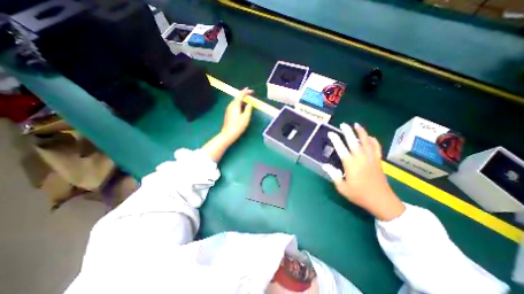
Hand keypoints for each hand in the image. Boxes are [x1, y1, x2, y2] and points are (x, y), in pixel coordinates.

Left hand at [220, 87, 254, 142]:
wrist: (229, 133)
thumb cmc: (239, 125)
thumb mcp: (246, 116)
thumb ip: (249, 108)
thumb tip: (251, 102)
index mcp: (235, 104)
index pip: (241, 94)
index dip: (246, 91)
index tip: (252, 91)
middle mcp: (231, 105)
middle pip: (237, 97)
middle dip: (244, 94)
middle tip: (250, 94)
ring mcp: (229, 109)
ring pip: (236, 101)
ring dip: (242, 99)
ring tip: (248, 100)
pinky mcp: (229, 112)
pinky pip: (234, 105)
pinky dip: (239, 103)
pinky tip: (242, 107)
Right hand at [324, 122, 404, 220]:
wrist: (381, 201)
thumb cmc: (359, 195)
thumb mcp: (342, 187)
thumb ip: (333, 175)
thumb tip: (324, 165)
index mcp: (351, 164)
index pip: (341, 148)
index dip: (335, 140)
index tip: (331, 133)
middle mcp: (361, 159)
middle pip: (353, 142)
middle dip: (348, 132)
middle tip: (343, 124)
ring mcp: (371, 159)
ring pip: (366, 142)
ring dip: (361, 132)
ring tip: (356, 125)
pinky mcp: (378, 161)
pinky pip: (376, 148)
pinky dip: (373, 141)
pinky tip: (370, 137)